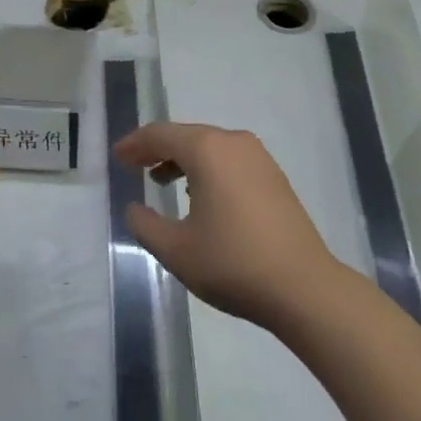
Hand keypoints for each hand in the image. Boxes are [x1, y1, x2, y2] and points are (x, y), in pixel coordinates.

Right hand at [114, 122, 341, 330]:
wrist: (303, 286)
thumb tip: (134, 208)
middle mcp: (234, 142)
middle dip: (157, 148)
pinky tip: (200, 196)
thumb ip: (145, 224)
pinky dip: (208, 169)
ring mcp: (259, 158)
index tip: (117, 157)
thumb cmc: (232, 263)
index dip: (134, 144)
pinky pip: (230, 161)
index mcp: (208, 150)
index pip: (161, 135)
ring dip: (183, 159)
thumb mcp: (176, 249)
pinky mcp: (274, 177)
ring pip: (211, 147)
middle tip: (133, 165)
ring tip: (161, 181)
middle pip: (187, 136)